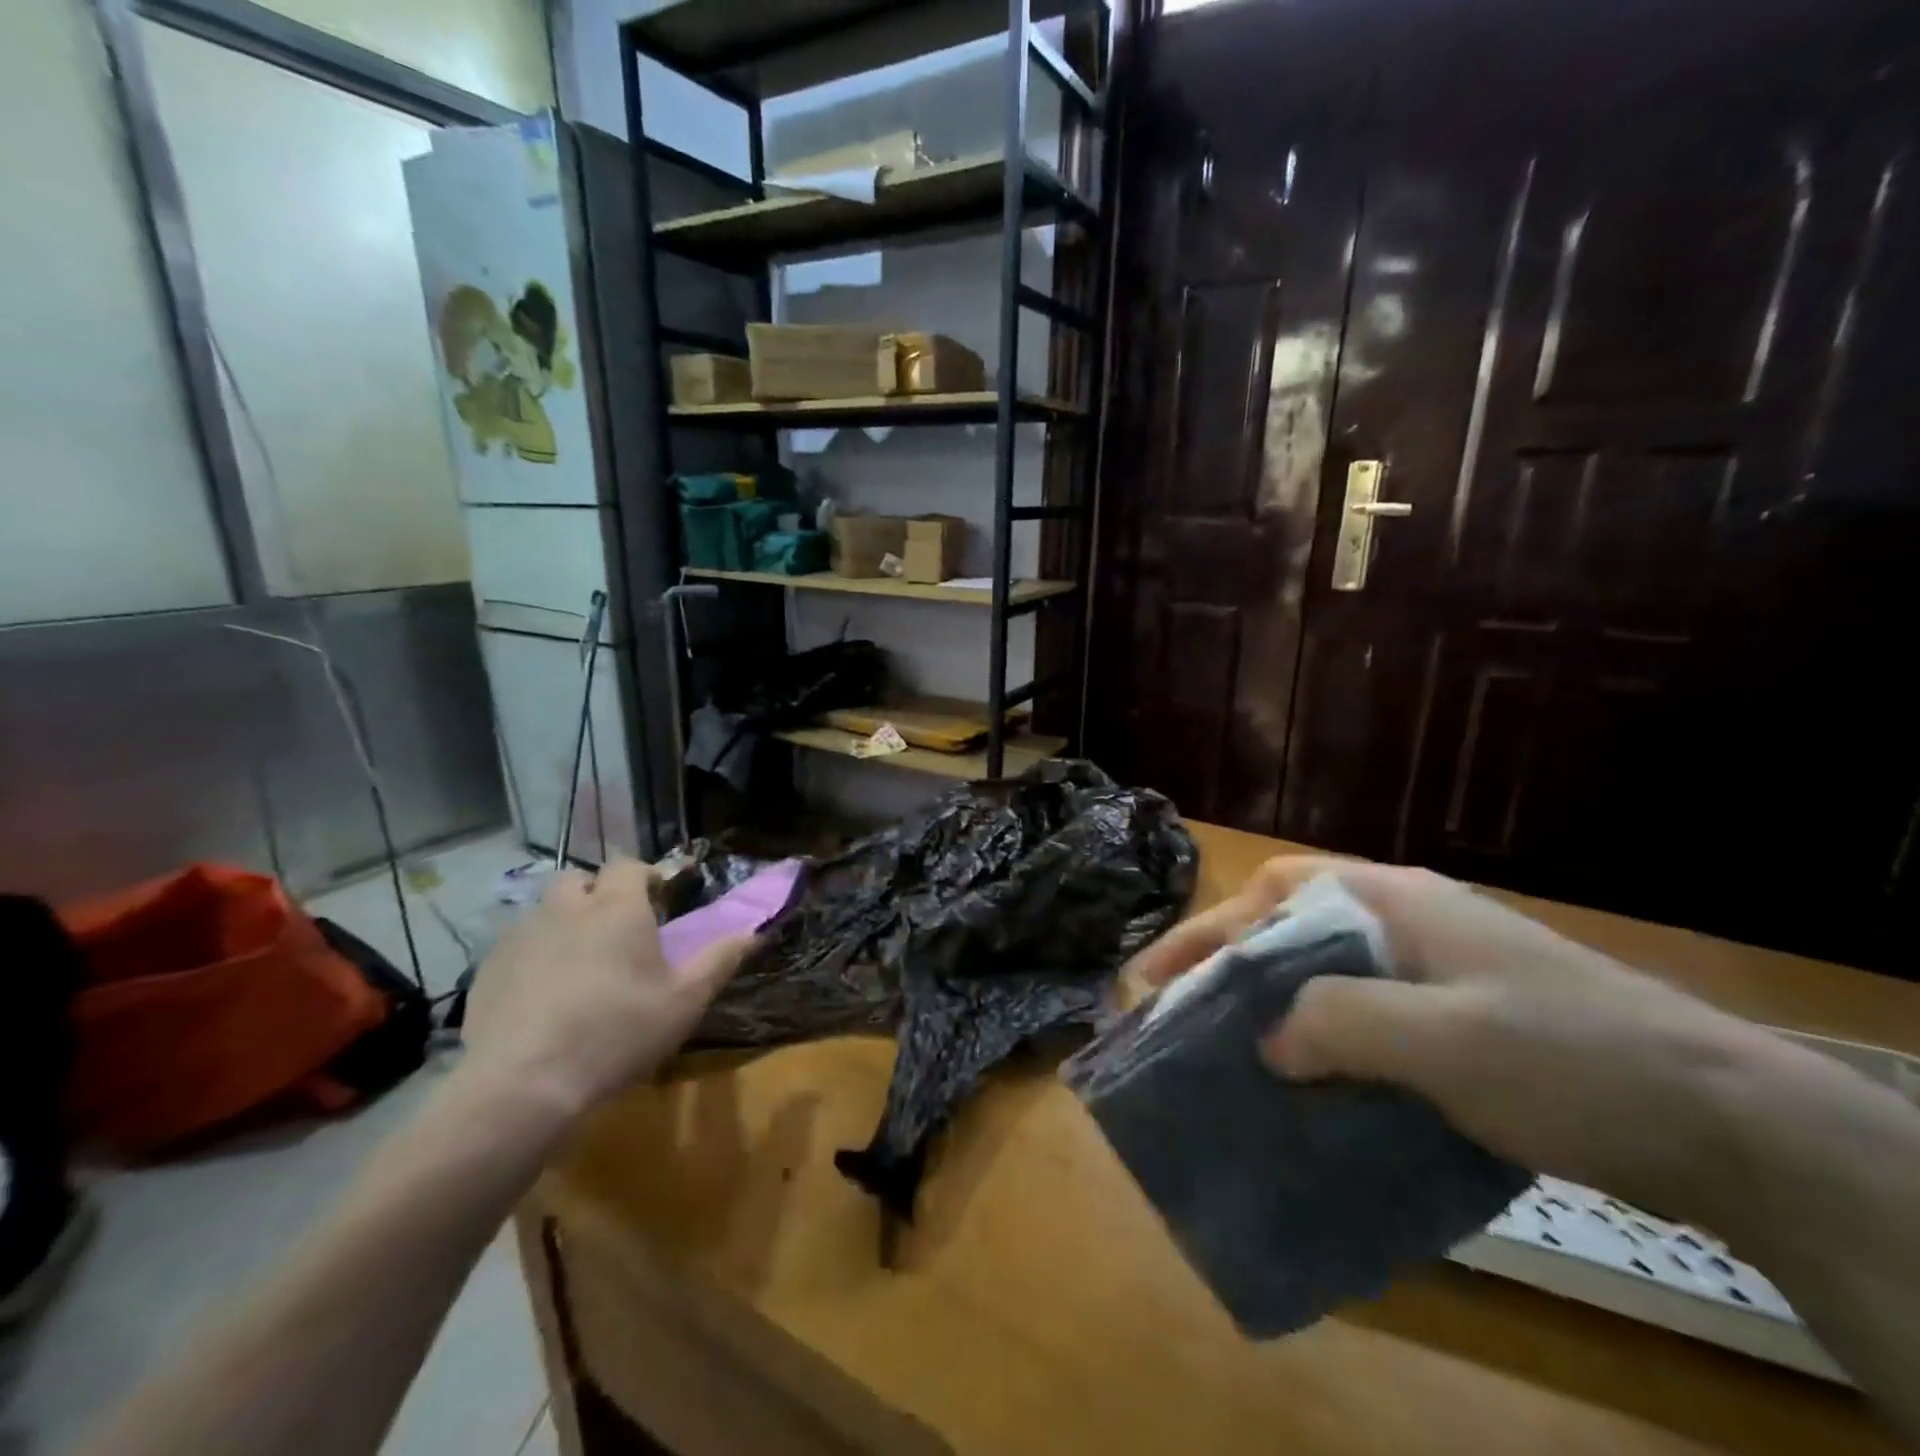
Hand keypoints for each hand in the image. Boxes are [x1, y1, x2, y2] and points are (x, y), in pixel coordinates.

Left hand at [461, 861, 753, 1120]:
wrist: (524, 1083)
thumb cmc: (618, 1032)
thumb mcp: (685, 1001)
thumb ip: (720, 959)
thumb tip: (753, 931)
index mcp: (617, 907)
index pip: (628, 866)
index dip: (645, 876)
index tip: (658, 900)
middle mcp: (567, 908)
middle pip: (579, 880)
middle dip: (597, 893)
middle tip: (614, 928)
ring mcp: (521, 936)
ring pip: (544, 911)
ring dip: (564, 922)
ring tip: (579, 962)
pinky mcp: (488, 969)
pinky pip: (516, 946)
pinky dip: (534, 956)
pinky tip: (543, 995)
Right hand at [1127, 856, 1765, 1213]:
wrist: (1725, 1119)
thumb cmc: (1565, 1056)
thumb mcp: (1442, 1038)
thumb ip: (1338, 1024)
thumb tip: (1267, 1042)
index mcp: (1391, 901)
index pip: (1274, 894)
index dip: (1208, 928)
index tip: (1158, 976)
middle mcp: (1404, 920)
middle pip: (1291, 927)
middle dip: (1230, 965)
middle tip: (1182, 1012)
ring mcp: (1432, 968)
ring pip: (1324, 973)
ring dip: (1273, 1005)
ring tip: (1232, 1050)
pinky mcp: (1456, 1017)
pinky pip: (1362, 1016)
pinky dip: (1322, 1039)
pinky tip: (1312, 1084)